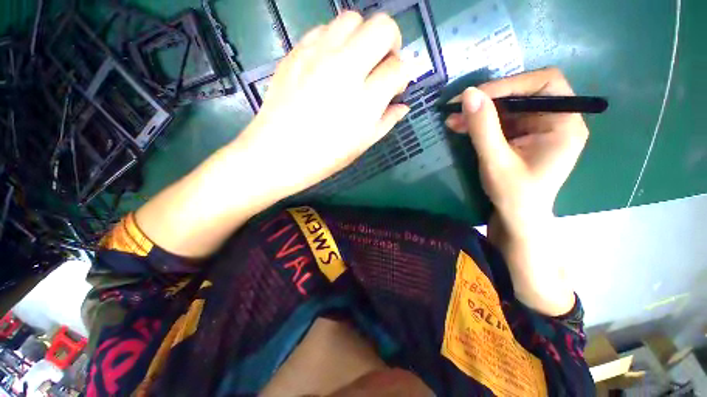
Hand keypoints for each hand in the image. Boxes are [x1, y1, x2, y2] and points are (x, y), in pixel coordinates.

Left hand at [237, 11, 412, 197]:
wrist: (278, 153)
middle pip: (382, 27)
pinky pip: (323, 29)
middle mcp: (345, 69)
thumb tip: (402, 106)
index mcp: (365, 100)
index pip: (398, 68)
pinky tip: (330, 63)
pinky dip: (335, 41)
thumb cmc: (324, 157)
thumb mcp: (361, 145)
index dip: (402, 75)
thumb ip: (386, 121)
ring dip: (362, 37)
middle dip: (390, 42)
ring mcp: (318, 56)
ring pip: (352, 19)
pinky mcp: (296, 52)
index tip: (396, 86)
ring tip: (356, 62)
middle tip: (381, 64)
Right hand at [444, 68, 588, 237]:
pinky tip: (460, 126)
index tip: (475, 96)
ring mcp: (537, 128)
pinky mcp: (522, 136)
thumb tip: (468, 94)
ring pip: (507, 106)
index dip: (509, 84)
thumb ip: (483, 128)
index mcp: (564, 123)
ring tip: (452, 119)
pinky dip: (479, 122)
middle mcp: (555, 119)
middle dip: (488, 99)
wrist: (516, 219)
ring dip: (479, 111)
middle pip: (523, 92)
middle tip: (457, 107)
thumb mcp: (496, 162)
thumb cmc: (514, 195)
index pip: (544, 83)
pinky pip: (500, 120)